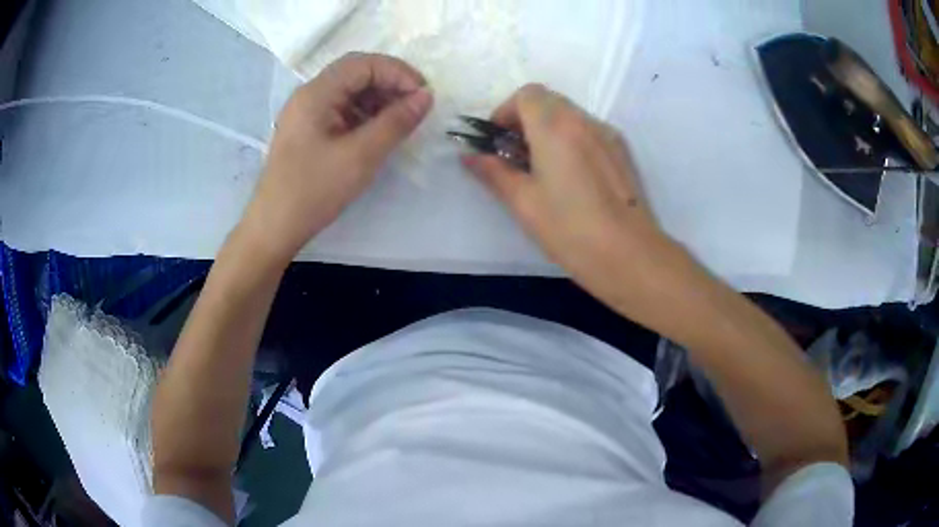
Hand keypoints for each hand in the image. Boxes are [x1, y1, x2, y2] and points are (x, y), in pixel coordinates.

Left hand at [240, 53, 433, 261]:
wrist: (274, 227)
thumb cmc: (314, 190)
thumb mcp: (361, 156)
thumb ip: (396, 122)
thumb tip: (426, 96)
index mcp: (317, 93)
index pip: (364, 63)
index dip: (398, 72)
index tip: (423, 95)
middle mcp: (310, 95)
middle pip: (356, 73)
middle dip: (390, 84)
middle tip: (416, 106)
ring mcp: (307, 113)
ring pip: (349, 91)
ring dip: (379, 99)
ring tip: (401, 121)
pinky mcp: (308, 130)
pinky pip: (341, 110)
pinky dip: (364, 114)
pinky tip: (378, 132)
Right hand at [464, 84, 674, 302]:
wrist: (630, 256)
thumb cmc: (570, 229)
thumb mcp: (523, 202)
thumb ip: (493, 172)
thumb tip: (469, 156)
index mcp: (555, 127)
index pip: (526, 95)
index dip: (505, 112)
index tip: (498, 142)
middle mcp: (583, 121)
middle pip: (548, 101)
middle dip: (525, 119)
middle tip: (516, 155)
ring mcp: (607, 135)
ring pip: (570, 115)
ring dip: (548, 129)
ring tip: (543, 169)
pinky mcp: (622, 152)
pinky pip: (589, 132)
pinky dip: (571, 139)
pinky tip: (571, 178)